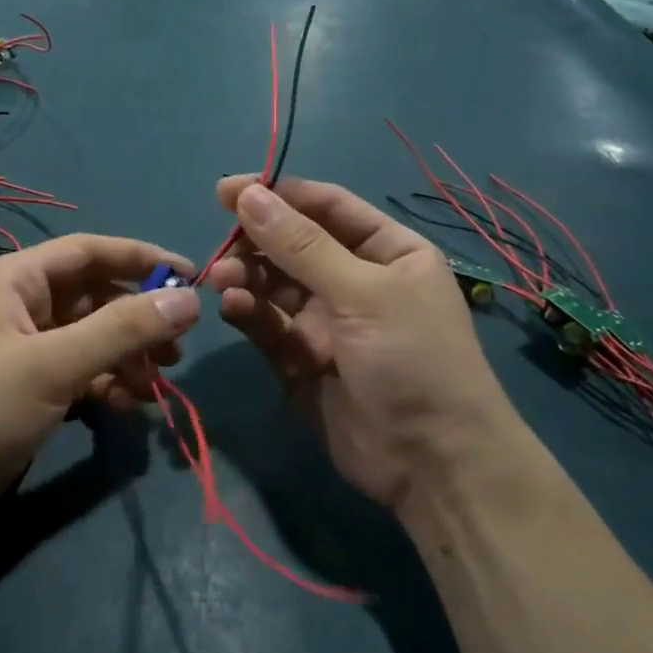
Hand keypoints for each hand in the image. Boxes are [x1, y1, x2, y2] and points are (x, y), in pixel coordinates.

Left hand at [0, 235, 199, 535]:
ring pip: (90, 340)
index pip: (89, 252)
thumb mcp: (53, 363)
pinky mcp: (26, 392)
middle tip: (177, 349)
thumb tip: (188, 299)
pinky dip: (106, 386)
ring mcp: (22, 352)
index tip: (192, 278)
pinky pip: (79, 375)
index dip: (142, 259)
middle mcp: (19, 307)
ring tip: (157, 385)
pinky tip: (128, 408)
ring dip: (127, 358)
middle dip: (138, 320)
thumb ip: (122, 329)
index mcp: (14, 280)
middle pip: (94, 298)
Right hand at [205, 178, 516, 514]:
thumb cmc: (413, 359)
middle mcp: (355, 280)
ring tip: (222, 280)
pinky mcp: (299, 358)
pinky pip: (267, 324)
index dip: (278, 194)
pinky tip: (234, 308)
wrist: (431, 462)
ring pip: (273, 284)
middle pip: (292, 245)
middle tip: (222, 246)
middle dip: (255, 241)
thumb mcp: (363, 292)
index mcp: (387, 251)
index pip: (326, 206)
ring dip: (246, 277)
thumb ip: (302, 245)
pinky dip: (248, 313)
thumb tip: (248, 195)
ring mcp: (325, 321)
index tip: (226, 190)